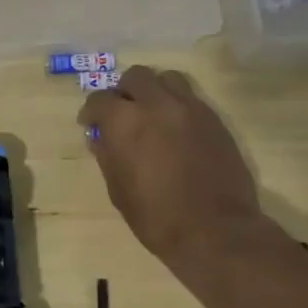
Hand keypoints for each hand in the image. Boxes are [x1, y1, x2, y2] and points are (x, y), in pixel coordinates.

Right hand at [78, 66, 267, 266]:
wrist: (215, 231)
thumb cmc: (156, 216)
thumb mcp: (118, 189)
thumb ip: (107, 155)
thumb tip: (101, 137)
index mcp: (125, 121)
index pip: (100, 99)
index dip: (92, 112)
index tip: (91, 125)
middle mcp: (156, 105)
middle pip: (135, 77)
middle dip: (124, 92)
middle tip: (123, 114)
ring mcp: (190, 109)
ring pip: (167, 79)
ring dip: (154, 91)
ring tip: (152, 115)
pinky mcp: (215, 120)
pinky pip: (190, 99)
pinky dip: (177, 106)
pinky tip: (176, 131)